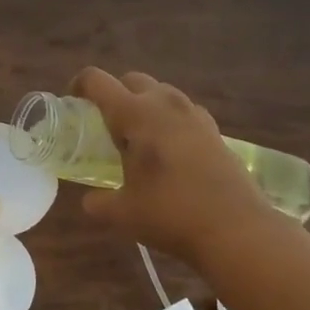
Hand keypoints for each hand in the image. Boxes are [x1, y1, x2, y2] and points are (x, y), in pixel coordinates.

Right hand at [72, 67, 279, 258]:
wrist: (237, 229)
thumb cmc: (170, 214)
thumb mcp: (121, 213)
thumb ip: (98, 202)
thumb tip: (90, 200)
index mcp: (135, 114)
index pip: (97, 81)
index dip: (79, 86)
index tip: (73, 104)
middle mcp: (165, 104)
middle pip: (132, 80)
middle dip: (114, 95)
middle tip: (105, 126)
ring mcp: (194, 115)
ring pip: (161, 93)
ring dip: (144, 106)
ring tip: (137, 140)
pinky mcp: (215, 131)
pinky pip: (184, 112)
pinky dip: (169, 122)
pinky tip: (168, 152)